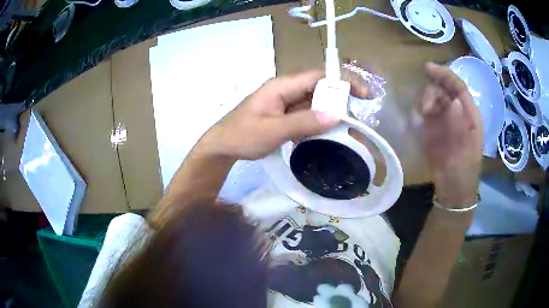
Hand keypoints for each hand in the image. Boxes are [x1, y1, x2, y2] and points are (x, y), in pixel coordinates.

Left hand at [199, 71, 367, 159]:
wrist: (222, 146)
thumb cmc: (241, 135)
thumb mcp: (272, 130)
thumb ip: (302, 122)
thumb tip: (335, 115)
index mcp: (282, 86)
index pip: (318, 76)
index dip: (343, 82)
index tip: (364, 94)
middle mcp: (287, 90)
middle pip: (320, 89)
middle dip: (342, 101)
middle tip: (359, 119)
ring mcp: (286, 103)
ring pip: (316, 104)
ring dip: (332, 115)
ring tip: (350, 130)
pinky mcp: (286, 116)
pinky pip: (308, 116)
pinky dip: (320, 124)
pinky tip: (330, 136)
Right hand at [420, 63, 482, 205]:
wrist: (453, 188)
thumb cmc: (464, 169)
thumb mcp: (466, 147)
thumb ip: (460, 122)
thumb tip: (451, 101)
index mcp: (469, 114)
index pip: (457, 87)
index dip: (445, 75)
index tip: (428, 68)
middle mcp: (456, 113)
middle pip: (443, 91)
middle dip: (433, 93)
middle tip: (426, 109)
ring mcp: (444, 121)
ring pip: (432, 100)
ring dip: (425, 103)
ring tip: (423, 118)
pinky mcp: (432, 130)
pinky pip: (424, 113)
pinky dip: (419, 113)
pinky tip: (419, 122)